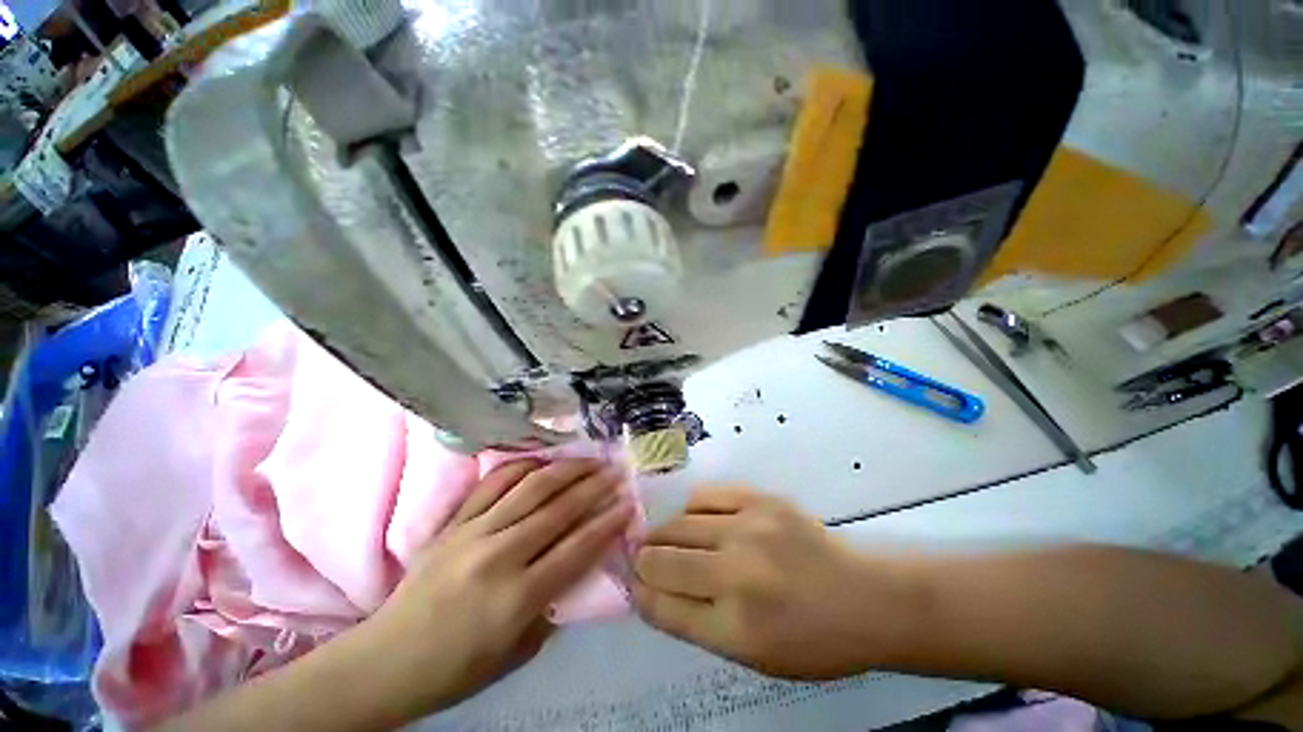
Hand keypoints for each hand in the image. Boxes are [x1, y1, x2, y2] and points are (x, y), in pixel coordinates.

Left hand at [357, 459, 634, 714]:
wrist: (385, 661)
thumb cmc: (456, 669)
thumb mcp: (518, 652)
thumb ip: (553, 605)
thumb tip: (578, 564)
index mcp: (516, 598)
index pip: (576, 549)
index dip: (607, 523)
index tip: (629, 503)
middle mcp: (498, 556)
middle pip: (558, 509)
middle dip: (594, 487)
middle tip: (617, 472)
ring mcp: (473, 532)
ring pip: (531, 487)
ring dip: (567, 469)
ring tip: (589, 459)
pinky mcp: (454, 521)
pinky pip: (494, 482)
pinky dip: (523, 467)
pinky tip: (542, 461)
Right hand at [632, 487, 916, 679]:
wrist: (865, 598)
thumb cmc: (811, 640)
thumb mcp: (752, 656)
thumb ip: (696, 623)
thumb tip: (650, 591)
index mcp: (736, 629)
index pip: (663, 607)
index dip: (640, 593)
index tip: (632, 584)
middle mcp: (737, 575)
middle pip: (663, 560)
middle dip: (642, 561)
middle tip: (642, 558)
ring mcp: (749, 529)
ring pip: (678, 524)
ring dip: (662, 534)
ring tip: (665, 538)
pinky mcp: (760, 500)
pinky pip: (705, 497)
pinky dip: (691, 510)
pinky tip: (696, 519)